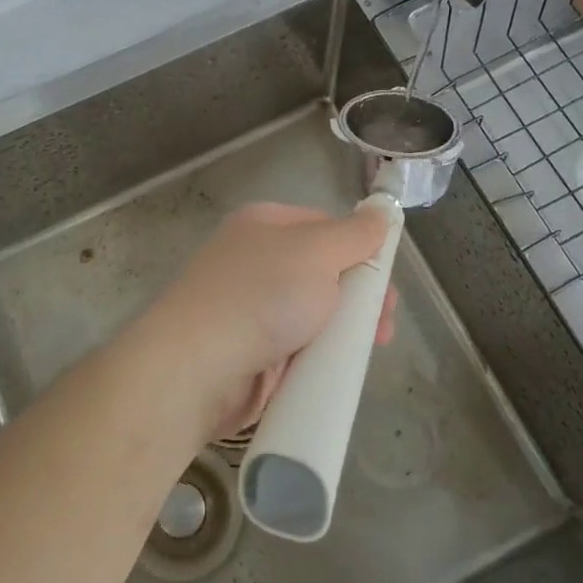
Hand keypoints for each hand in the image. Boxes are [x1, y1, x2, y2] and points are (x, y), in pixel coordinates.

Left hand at [139, 202, 398, 438]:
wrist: (195, 368)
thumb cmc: (260, 296)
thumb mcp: (317, 252)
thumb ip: (354, 234)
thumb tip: (381, 213)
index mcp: (265, 224)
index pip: (325, 226)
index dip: (360, 249)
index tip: (387, 280)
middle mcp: (256, 260)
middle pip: (322, 272)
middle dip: (358, 296)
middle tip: (385, 323)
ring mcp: (251, 308)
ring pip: (313, 314)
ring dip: (344, 330)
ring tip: (371, 348)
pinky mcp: (251, 351)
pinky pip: (297, 348)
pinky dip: (319, 357)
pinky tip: (339, 370)